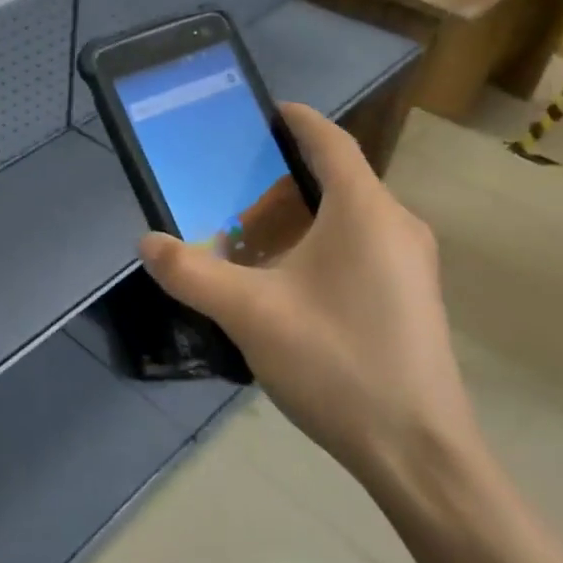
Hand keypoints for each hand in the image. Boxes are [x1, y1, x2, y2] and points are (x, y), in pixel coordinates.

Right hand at [138, 103, 478, 488]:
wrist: (417, 451)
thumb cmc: (336, 363)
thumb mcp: (249, 314)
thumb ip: (192, 274)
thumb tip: (146, 242)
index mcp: (365, 211)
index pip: (330, 141)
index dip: (295, 119)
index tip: (259, 112)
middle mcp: (396, 226)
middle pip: (336, 180)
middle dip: (280, 179)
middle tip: (229, 190)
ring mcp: (410, 264)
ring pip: (346, 218)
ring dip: (297, 218)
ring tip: (247, 236)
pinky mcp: (410, 297)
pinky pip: (358, 249)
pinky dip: (317, 246)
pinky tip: (283, 282)